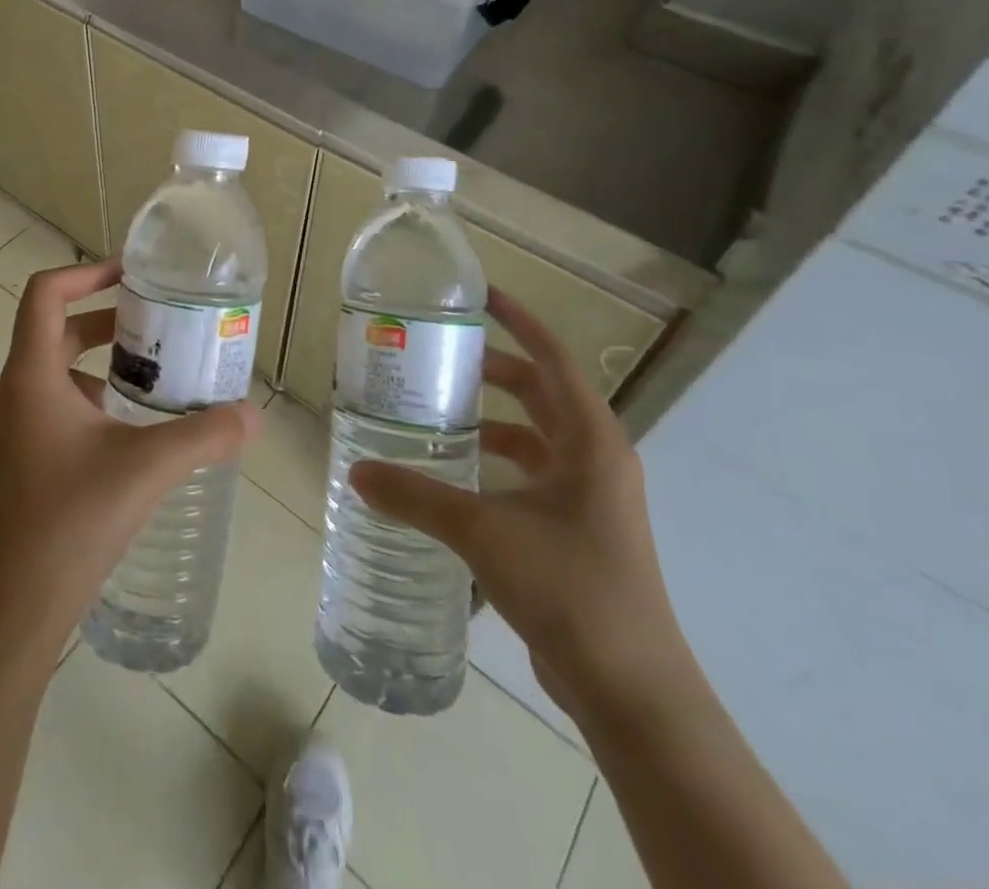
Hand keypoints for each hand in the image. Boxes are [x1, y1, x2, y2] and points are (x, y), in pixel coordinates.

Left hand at [0, 257, 261, 661]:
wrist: (13, 609)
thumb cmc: (72, 521)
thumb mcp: (147, 468)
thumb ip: (204, 435)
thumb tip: (253, 416)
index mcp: (30, 377)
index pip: (44, 293)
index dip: (85, 272)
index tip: (130, 273)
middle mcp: (10, 393)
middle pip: (53, 331)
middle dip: (104, 320)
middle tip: (155, 325)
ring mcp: (6, 430)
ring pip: (52, 373)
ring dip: (97, 364)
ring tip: (149, 379)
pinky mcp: (13, 461)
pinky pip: (49, 408)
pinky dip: (86, 401)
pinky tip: (125, 434)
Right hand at [349, 288, 689, 720]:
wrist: (632, 691)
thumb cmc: (569, 589)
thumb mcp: (483, 533)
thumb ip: (417, 496)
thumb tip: (357, 472)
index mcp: (590, 441)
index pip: (553, 359)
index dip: (519, 321)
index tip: (480, 296)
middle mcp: (596, 460)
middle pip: (543, 393)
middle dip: (496, 369)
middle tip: (441, 355)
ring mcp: (590, 498)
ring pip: (537, 436)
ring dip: (494, 419)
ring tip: (440, 411)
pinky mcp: (578, 531)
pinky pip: (533, 475)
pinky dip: (498, 463)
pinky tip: (457, 476)